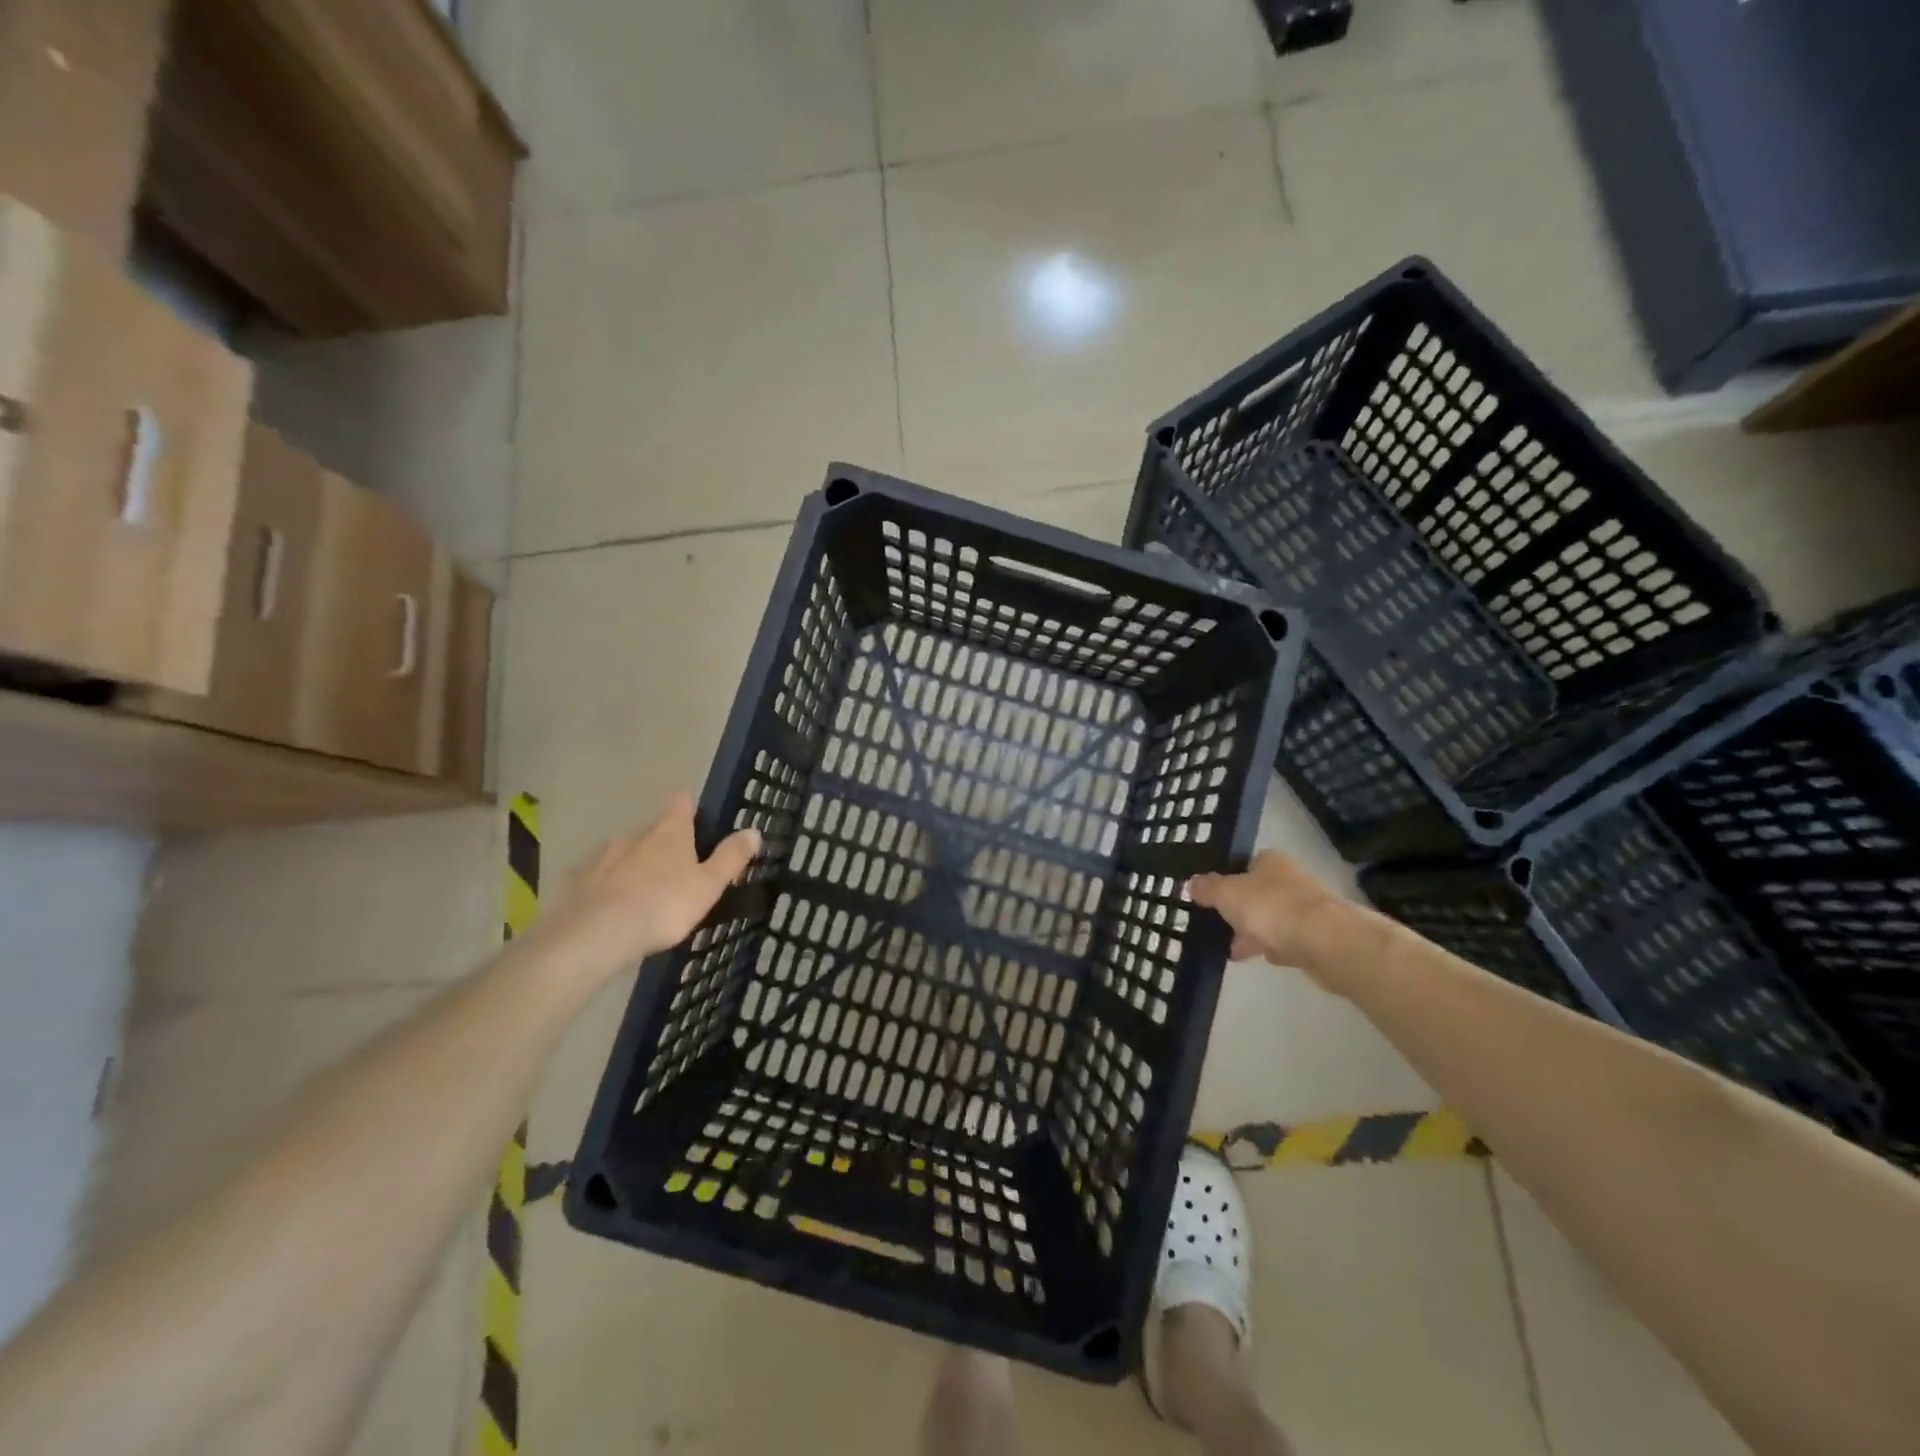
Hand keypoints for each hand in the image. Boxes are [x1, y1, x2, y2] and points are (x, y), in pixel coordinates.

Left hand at [537, 793, 760, 982]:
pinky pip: (595, 877)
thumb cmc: (663, 906)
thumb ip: (731, 857)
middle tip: (675, 863)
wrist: (598, 935)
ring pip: (622, 851)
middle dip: (662, 841)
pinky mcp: (578, 882)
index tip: (694, 812)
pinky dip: (604, 884)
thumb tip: (753, 830)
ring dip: (632, 862)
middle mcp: (635, 835)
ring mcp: (602, 857)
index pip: (681, 805)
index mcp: (669, 833)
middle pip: (652, 829)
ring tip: (641, 886)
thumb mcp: (708, 885)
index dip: (689, 806)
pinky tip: (607, 902)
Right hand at [1187, 851, 1359, 985]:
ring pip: (1272, 919)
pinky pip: (1288, 940)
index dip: (1228, 879)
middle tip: (1219, 926)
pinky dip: (1275, 947)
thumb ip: (1207, 888)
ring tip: (1234, 951)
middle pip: (1258, 893)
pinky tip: (1263, 958)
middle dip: (1240, 911)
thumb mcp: (1226, 894)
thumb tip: (1191, 883)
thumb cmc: (1270, 907)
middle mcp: (1291, 879)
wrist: (1325, 941)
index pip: (1246, 864)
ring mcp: (1307, 908)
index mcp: (1270, 862)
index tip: (1212, 898)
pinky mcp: (1318, 937)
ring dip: (1255, 933)